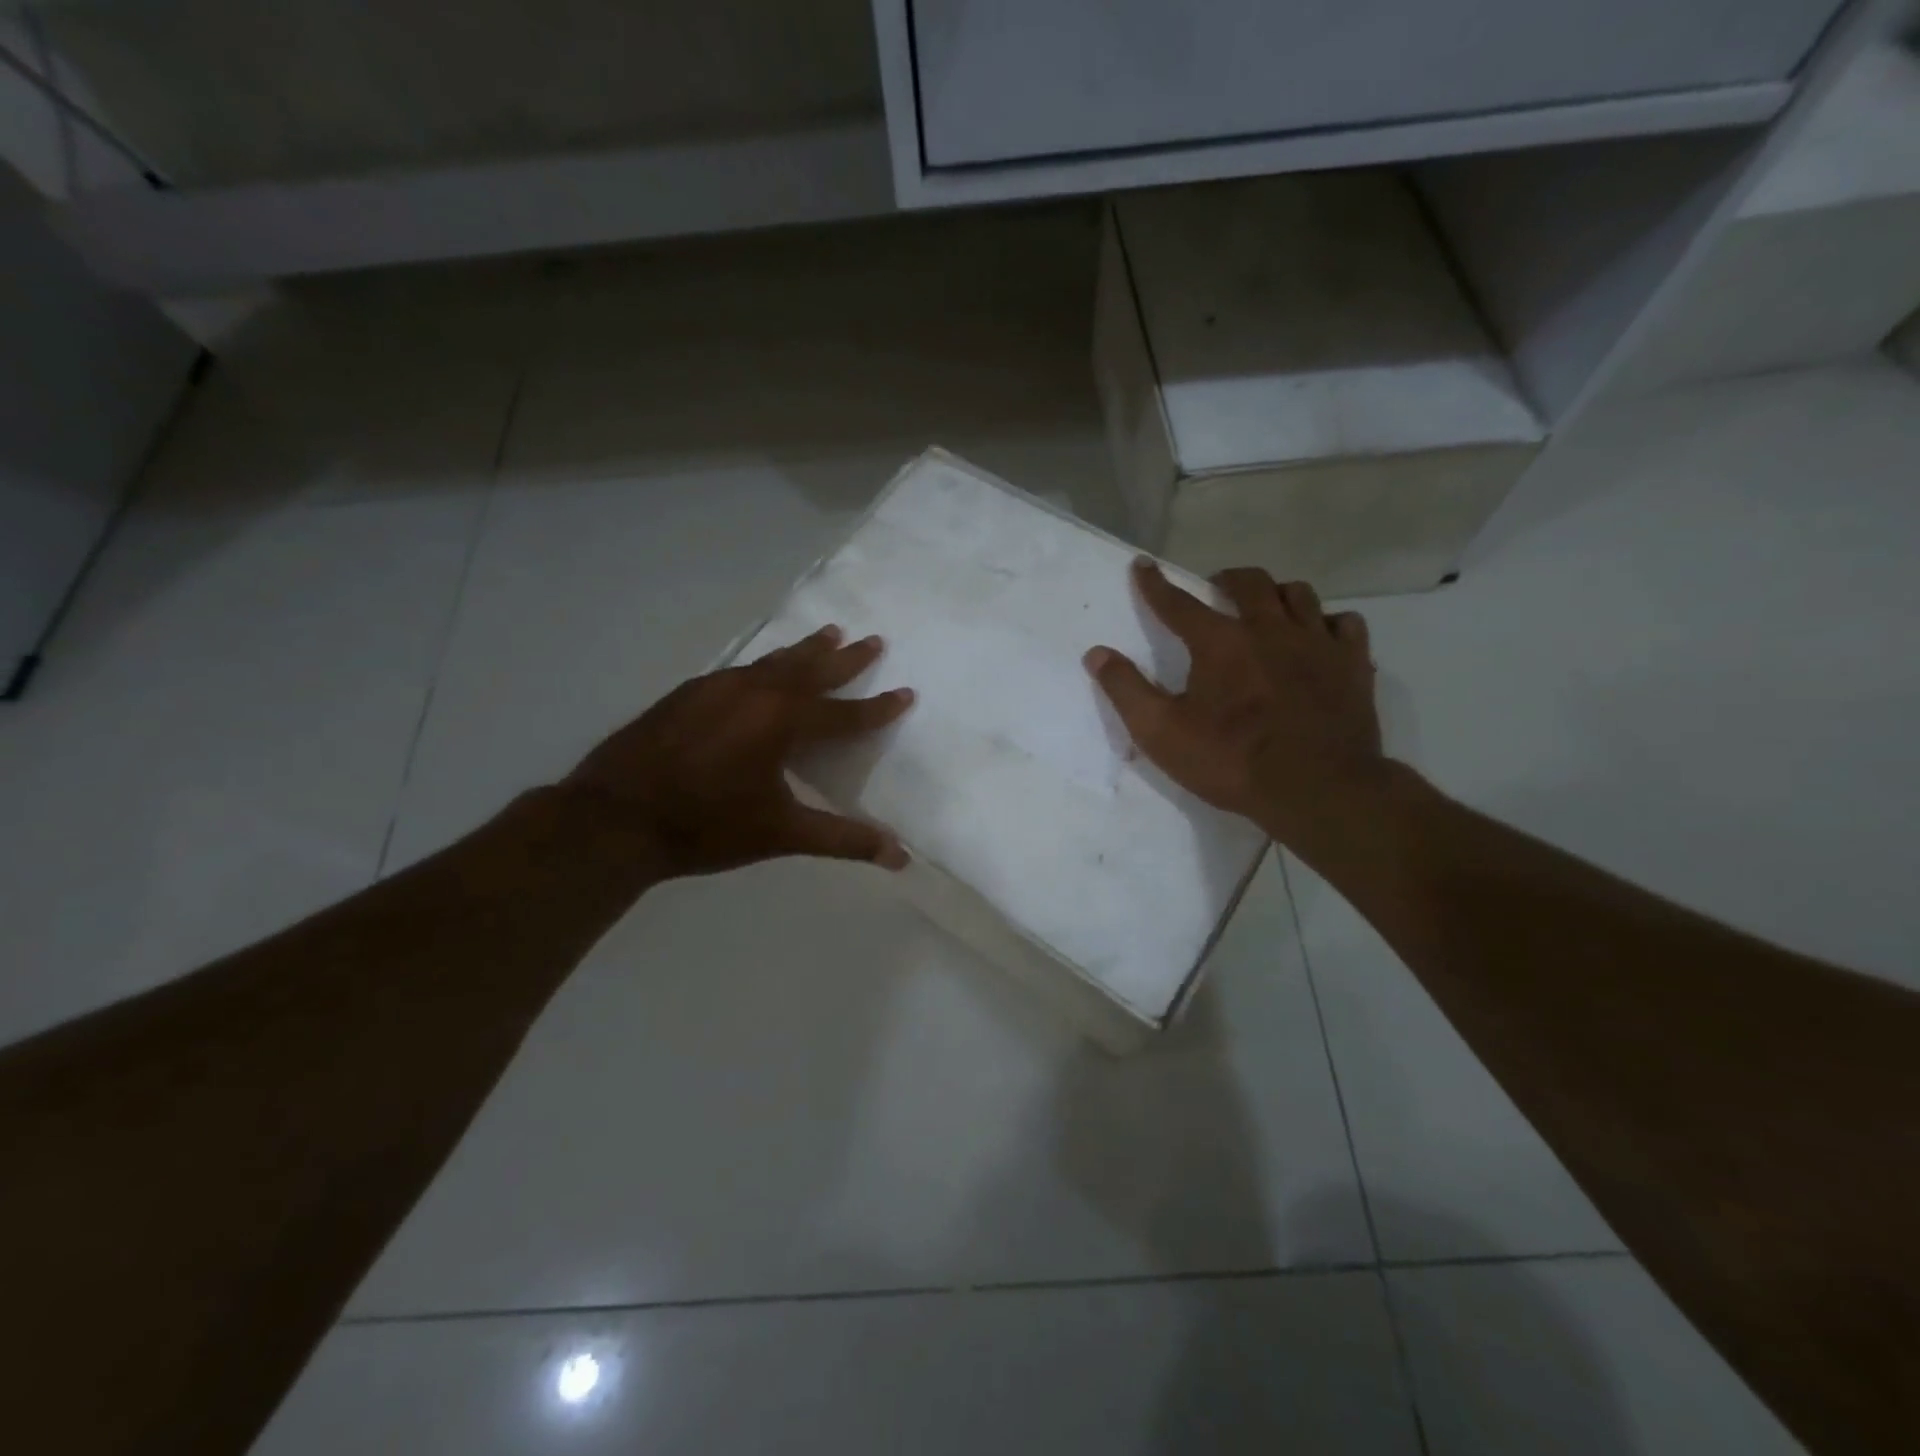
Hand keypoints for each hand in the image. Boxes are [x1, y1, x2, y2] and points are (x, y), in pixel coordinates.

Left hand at [563, 626, 914, 878]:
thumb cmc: (707, 826)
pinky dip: (765, 664)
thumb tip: (900, 856)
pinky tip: (760, 670)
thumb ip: (842, 839)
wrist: (615, 817)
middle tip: (873, 639)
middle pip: (812, 670)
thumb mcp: (781, 834)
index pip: (845, 714)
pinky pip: (741, 669)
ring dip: (805, 650)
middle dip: (846, 658)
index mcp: (783, 722)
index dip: (878, 708)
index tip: (906, 693)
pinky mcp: (688, 693)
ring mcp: (717, 687)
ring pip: (774, 661)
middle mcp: (755, 692)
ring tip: (828, 632)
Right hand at [1084, 561, 1384, 842]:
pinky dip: (1328, 622)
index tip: (1143, 565)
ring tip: (1267, 607)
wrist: (1317, 789)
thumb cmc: (1232, 761)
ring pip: (1299, 594)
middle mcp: (1269, 629)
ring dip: (1277, 593)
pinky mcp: (1353, 664)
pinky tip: (1320, 635)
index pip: (1178, 604)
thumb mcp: (1162, 733)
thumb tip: (1096, 653)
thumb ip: (1126, 690)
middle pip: (1249, 583)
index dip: (1155, 584)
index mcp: (1220, 643)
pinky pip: (1345, 623)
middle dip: (1226, 579)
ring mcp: (1317, 643)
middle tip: (1215, 588)